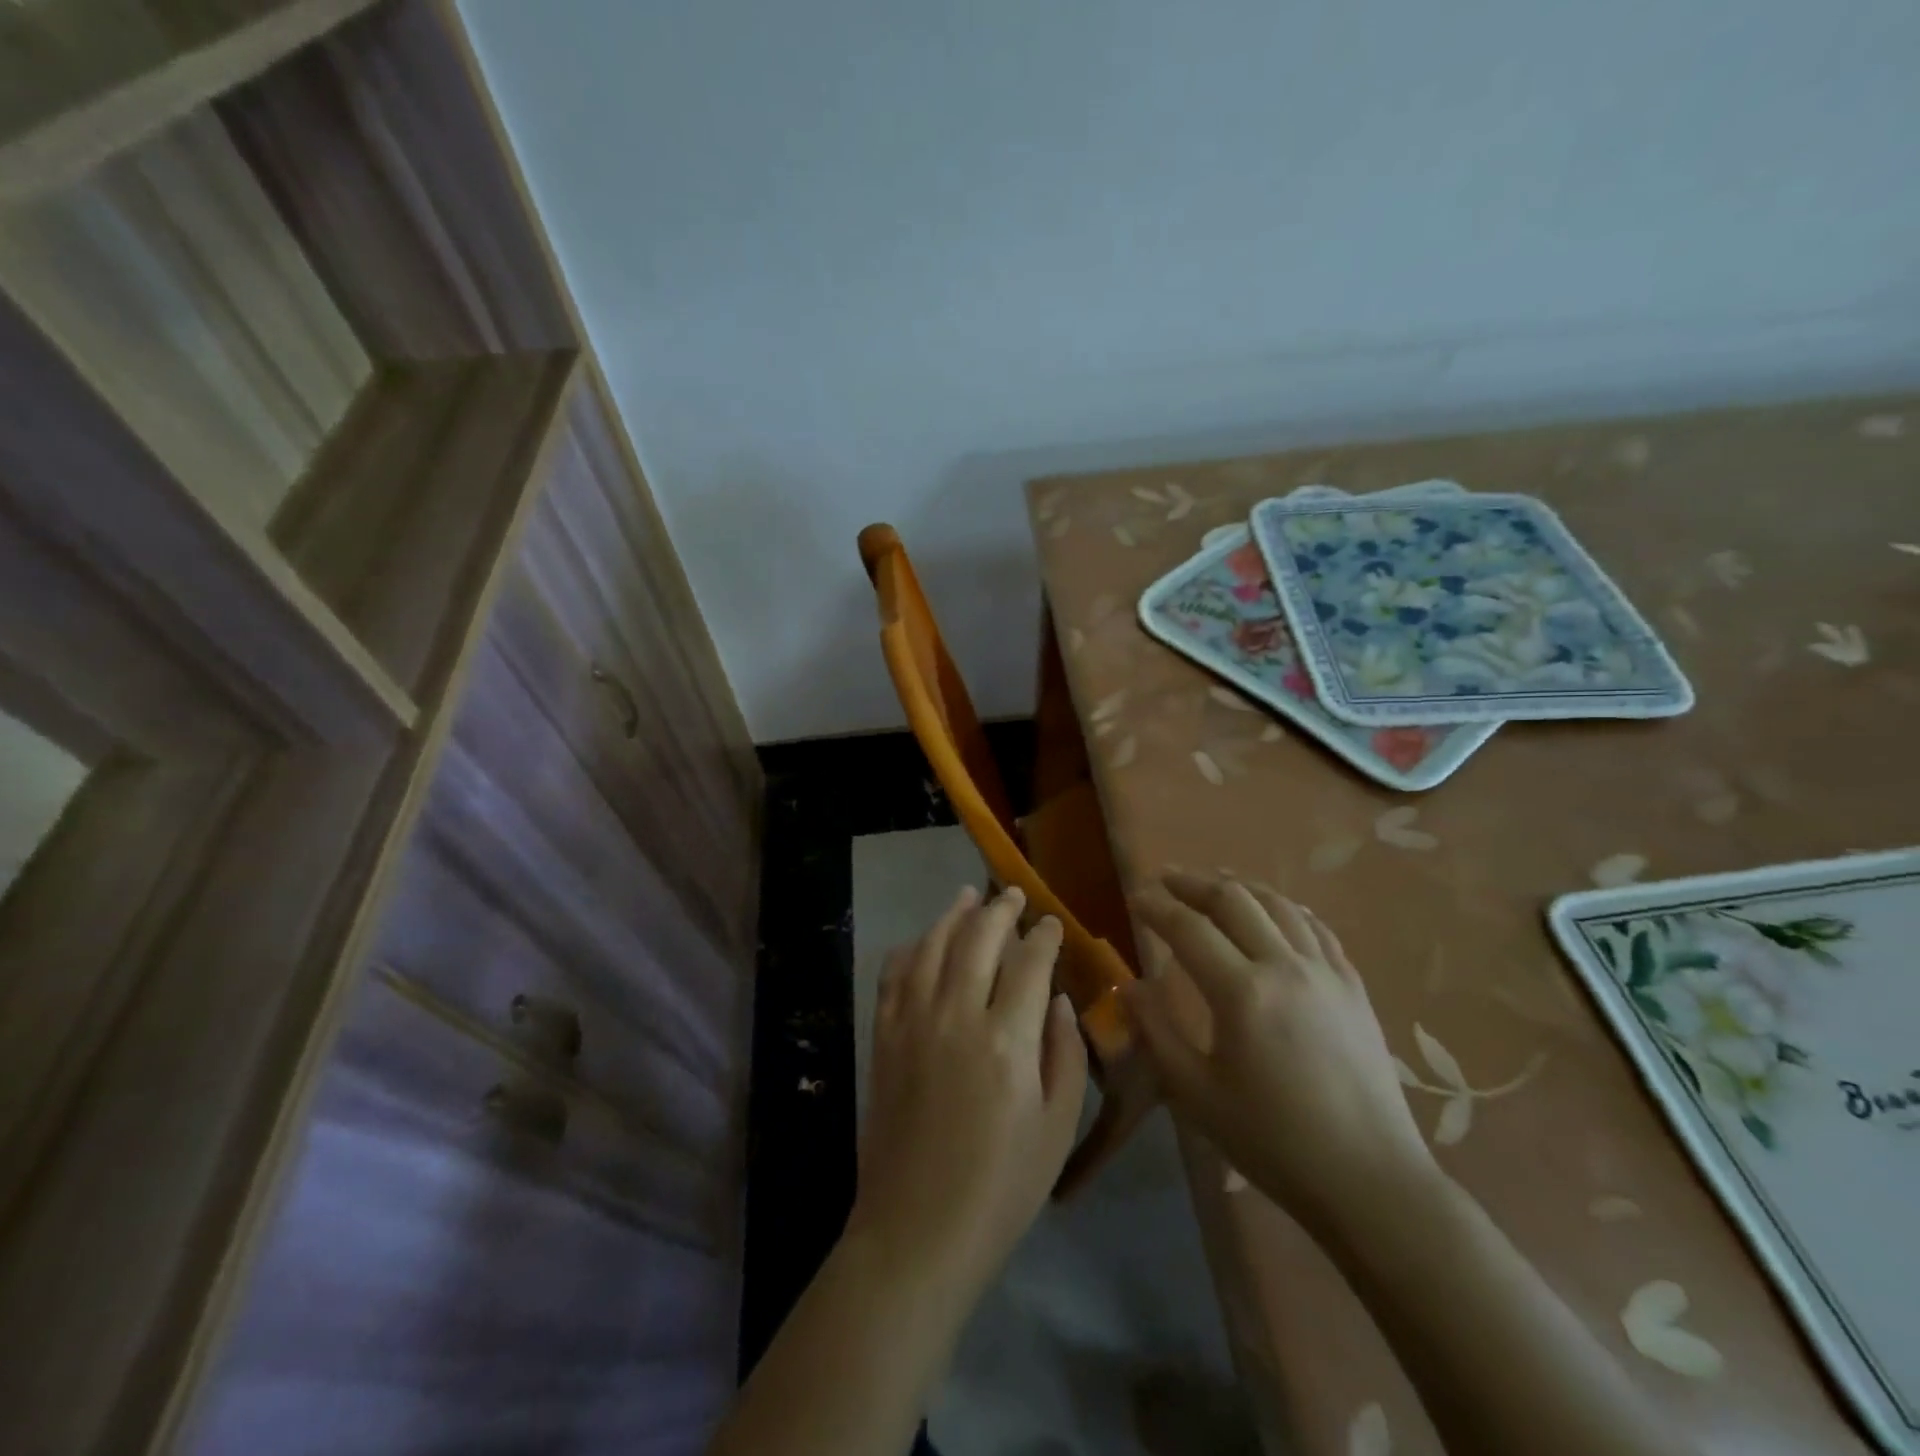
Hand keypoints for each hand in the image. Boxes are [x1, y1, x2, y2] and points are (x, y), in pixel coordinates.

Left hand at [850, 886, 1088, 1292]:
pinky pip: (894, 975)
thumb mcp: (1056, 1128)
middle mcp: (957, 1015)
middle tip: (1013, 894)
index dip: (1044, 937)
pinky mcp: (884, 1037)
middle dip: (1000, 910)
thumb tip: (1057, 999)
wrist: (917, 1229)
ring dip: (952, 915)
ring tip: (967, 896)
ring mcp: (913, 1022)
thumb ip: (1064, 1054)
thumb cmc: (1001, 1187)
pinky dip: (910, 949)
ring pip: (933, 946)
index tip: (1052, 922)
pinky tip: (922, 941)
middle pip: (978, 939)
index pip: (1029, 964)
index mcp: (1007, 1040)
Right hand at [1123, 870, 1437, 1232]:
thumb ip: (1157, 1032)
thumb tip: (1127, 986)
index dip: (1156, 906)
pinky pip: (1315, 928)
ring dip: (1238, 886)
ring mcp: (1326, 972)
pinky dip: (1285, 908)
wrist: (1370, 1180)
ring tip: (1212, 883)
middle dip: (1192, 882)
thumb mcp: (1197, 1094)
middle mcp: (1285, 967)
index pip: (1188, 928)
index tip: (1134, 897)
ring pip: (1277, 904)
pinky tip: (1274, 911)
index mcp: (1242, 993)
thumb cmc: (1274, 1142)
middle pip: (1233, 900)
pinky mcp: (1353, 986)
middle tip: (1164, 878)